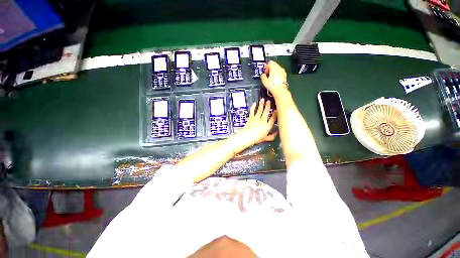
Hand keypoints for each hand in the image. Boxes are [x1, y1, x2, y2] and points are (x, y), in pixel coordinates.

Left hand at [239, 98, 276, 144]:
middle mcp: (263, 120)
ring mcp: (256, 118)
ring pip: (260, 110)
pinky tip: (254, 103)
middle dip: (268, 106)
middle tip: (269, 101)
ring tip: (262, 99)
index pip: (273, 119)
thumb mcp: (265, 138)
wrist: (248, 136)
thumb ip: (271, 136)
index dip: (275, 114)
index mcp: (267, 126)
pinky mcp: (251, 117)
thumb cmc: (257, 138)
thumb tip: (277, 134)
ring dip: (261, 104)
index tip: (277, 110)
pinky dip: (253, 107)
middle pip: (266, 112)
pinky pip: (252, 111)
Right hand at [261, 61, 288, 96]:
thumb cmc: (272, 85)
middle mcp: (279, 68)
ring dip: (273, 71)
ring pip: (277, 68)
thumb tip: (263, 75)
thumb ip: (263, 76)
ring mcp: (282, 71)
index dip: (266, 66)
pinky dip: (277, 74)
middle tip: (267, 73)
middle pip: (274, 64)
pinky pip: (280, 72)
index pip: (269, 63)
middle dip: (270, 68)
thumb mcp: (264, 81)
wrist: (280, 90)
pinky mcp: (284, 75)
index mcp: (273, 67)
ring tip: (270, 77)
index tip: (264, 71)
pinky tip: (274, 79)